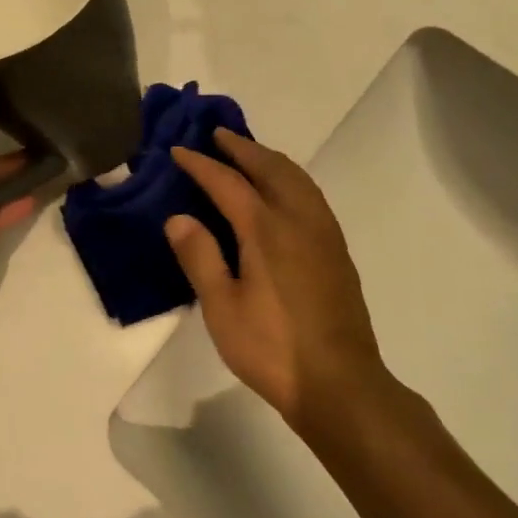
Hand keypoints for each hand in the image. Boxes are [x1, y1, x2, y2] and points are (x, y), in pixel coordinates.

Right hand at [165, 129, 388, 437]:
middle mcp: (299, 219)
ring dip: (270, 158)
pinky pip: (311, 194)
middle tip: (217, 135)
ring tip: (248, 153)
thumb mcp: (222, 308)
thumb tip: (177, 217)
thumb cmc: (272, 348)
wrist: (340, 382)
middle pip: (270, 168)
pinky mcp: (337, 250)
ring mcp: (324, 233)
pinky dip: (290, 177)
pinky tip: (282, 192)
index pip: (228, 183)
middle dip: (242, 148)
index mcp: (267, 230)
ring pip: (297, 178)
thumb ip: (200, 257)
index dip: (201, 165)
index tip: (179, 150)